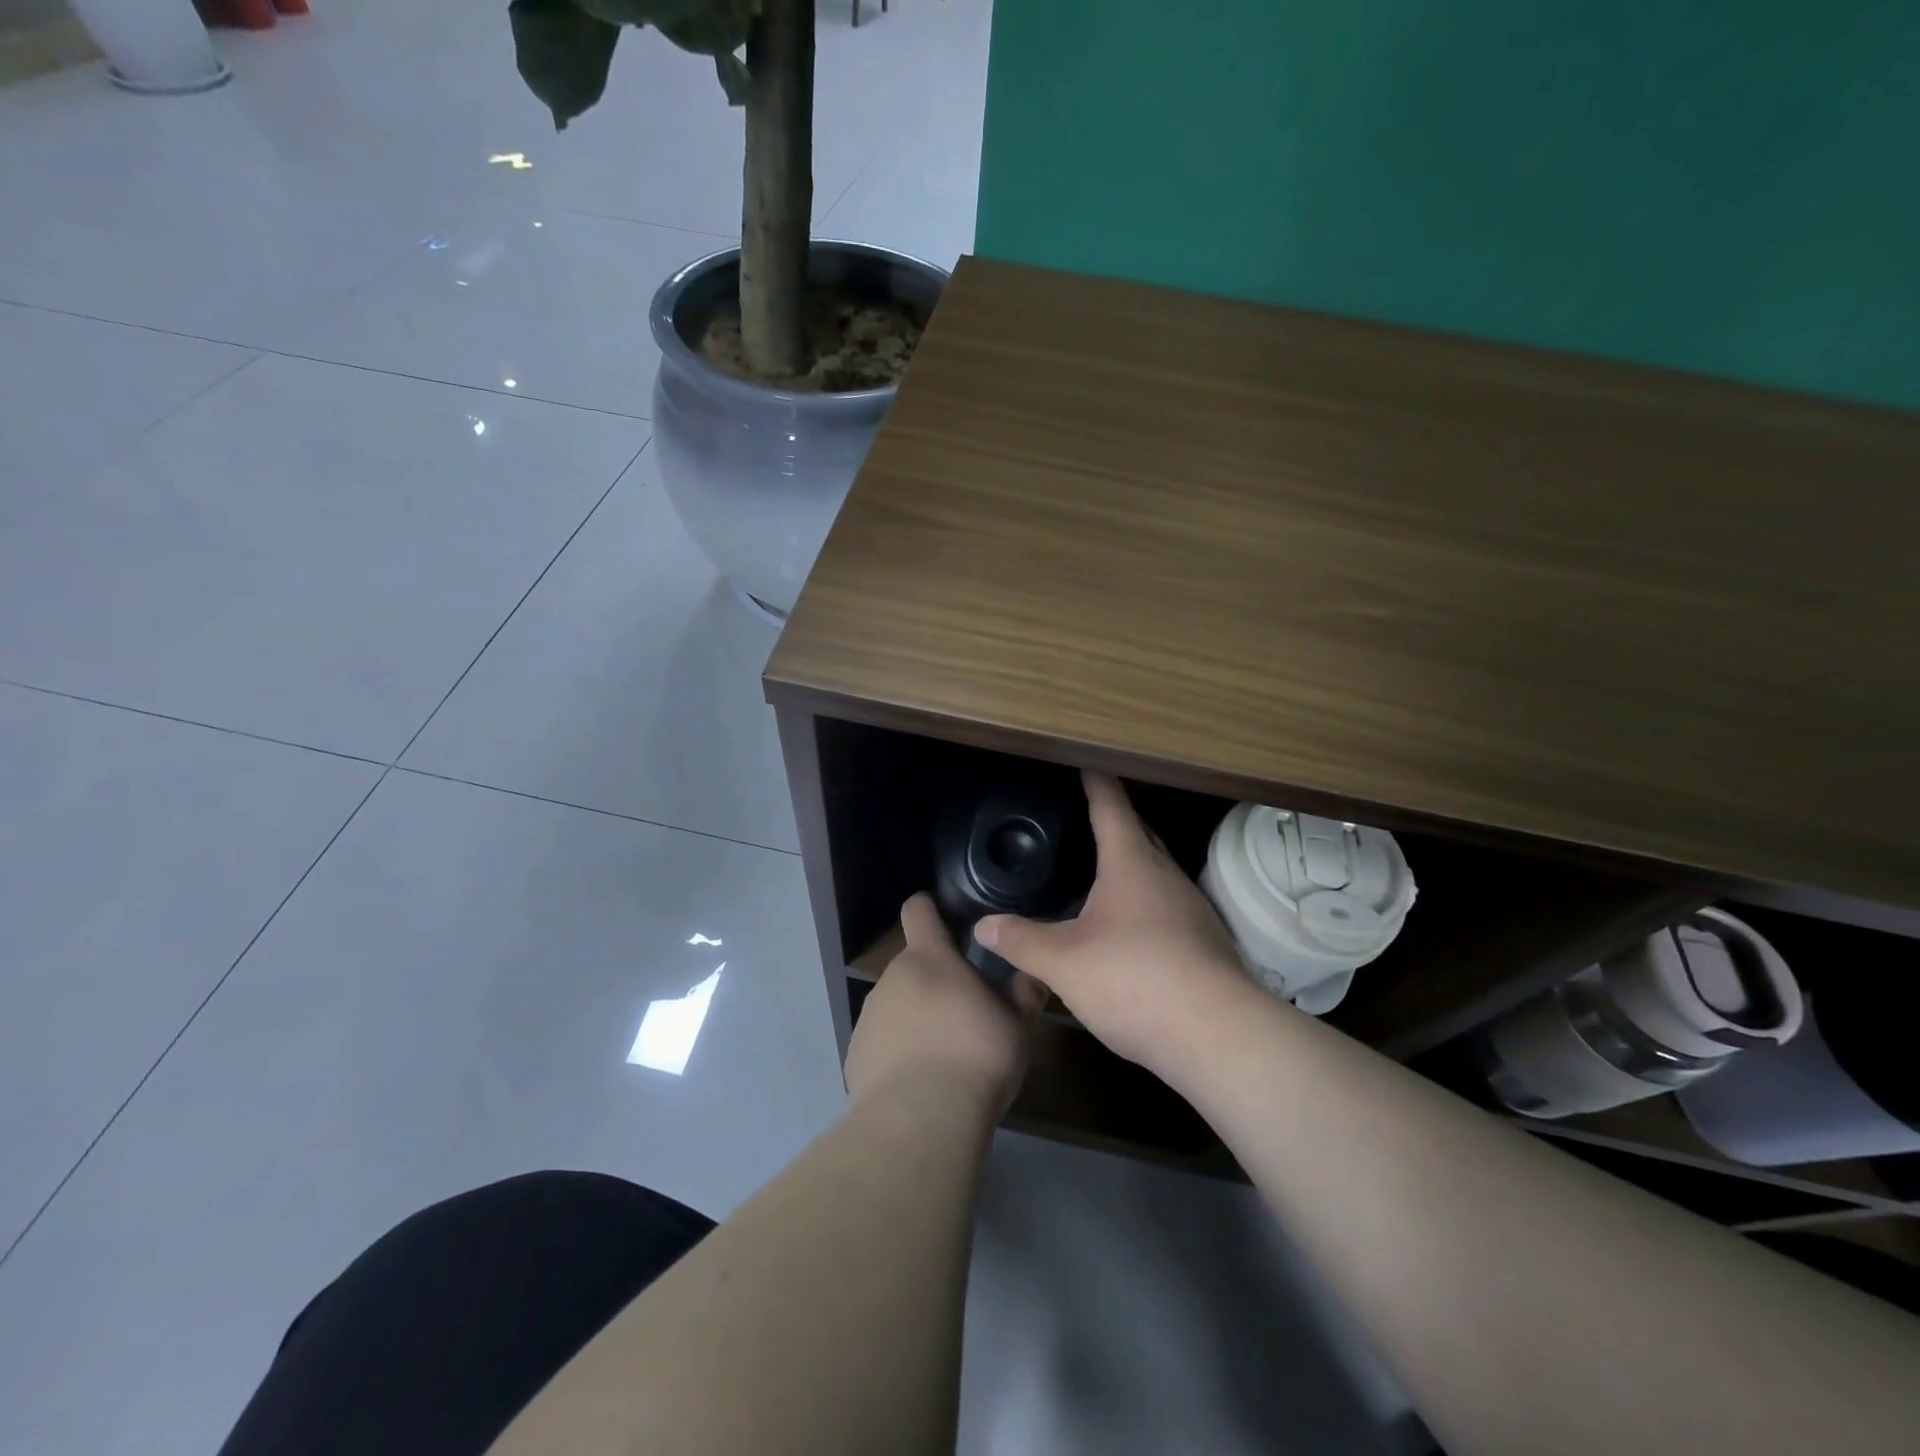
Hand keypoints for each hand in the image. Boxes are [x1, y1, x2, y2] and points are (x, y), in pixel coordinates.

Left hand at [844, 893, 1046, 1115]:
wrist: (921, 1119)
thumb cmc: (976, 1055)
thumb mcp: (1016, 1024)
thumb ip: (1023, 993)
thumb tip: (1032, 973)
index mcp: (929, 958)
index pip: (918, 911)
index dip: (928, 909)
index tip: (940, 916)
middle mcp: (892, 977)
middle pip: (912, 966)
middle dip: (934, 981)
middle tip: (965, 1011)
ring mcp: (869, 1016)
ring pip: (896, 1005)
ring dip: (916, 1018)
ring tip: (944, 1055)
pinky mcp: (855, 1056)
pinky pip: (882, 1043)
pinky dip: (898, 1053)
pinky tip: (919, 1083)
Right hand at [975, 772, 1255, 1075]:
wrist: (1217, 1036)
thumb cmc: (1134, 980)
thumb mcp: (1063, 963)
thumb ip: (1021, 941)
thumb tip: (983, 926)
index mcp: (1131, 864)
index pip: (1111, 807)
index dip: (1096, 782)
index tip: (1087, 762)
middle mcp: (1166, 876)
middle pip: (1139, 834)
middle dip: (1115, 820)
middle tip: (1086, 815)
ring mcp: (1191, 909)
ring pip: (1155, 872)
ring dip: (1130, 864)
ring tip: (1100, 871)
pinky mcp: (1204, 942)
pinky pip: (1166, 906)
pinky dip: (1143, 902)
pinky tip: (1126, 927)